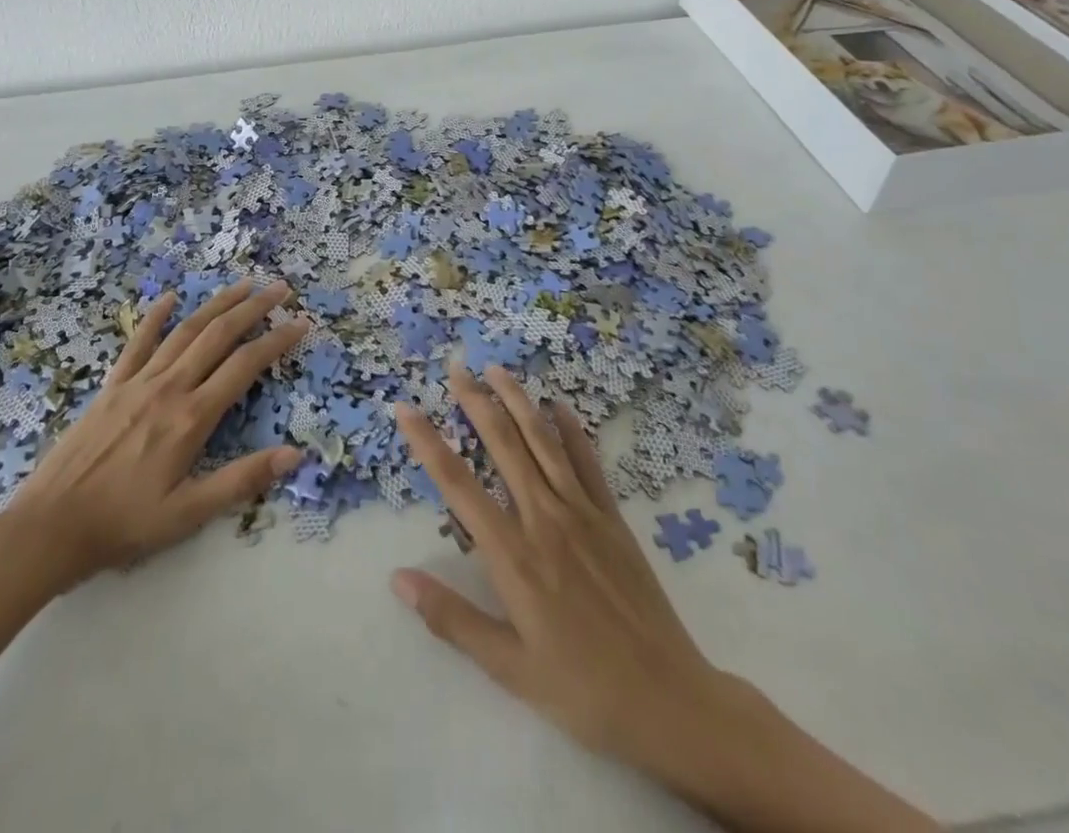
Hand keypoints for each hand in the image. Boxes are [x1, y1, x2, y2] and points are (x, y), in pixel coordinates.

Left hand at [0, 281, 308, 594]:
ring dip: (216, 304)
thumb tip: (294, 454)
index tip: (301, 322)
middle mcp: (169, 387)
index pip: (245, 366)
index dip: (277, 341)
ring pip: (185, 330)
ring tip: (242, 285)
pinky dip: (156, 317)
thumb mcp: (188, 514)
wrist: (50, 526)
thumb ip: (241, 480)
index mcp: (192, 417)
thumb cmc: (123, 525)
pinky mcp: (112, 385)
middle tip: (279, 287)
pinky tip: (170, 298)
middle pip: (218, 335)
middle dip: (253, 308)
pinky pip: (138, 342)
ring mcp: (138, 381)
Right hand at [391, 367, 738, 782]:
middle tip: (456, 366)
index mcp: (513, 554)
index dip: (428, 442)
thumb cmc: (582, 690)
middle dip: (475, 401)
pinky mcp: (613, 518)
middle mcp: (543, 518)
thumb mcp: (509, 668)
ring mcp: (582, 513)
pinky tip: (559, 407)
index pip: (458, 484)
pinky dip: (571, 431)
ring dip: (518, 401)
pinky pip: (588, 463)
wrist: (670, 702)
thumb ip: (452, 618)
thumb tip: (398, 578)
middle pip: (503, 444)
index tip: (405, 408)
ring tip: (497, 370)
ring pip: (543, 442)